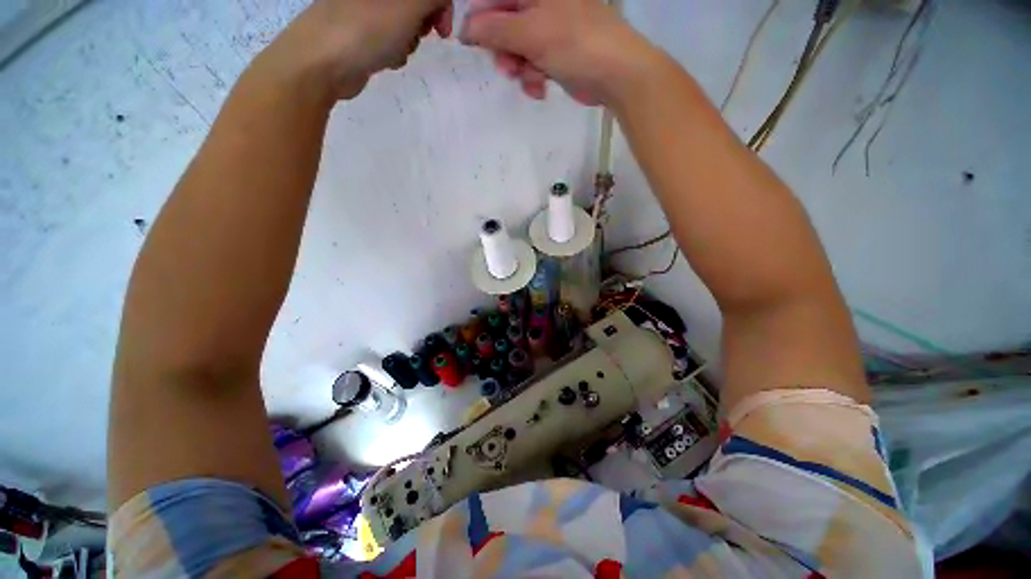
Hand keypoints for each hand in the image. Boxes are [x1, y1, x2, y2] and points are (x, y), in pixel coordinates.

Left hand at [260, 0, 453, 99]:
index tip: (442, 30)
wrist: (323, 62)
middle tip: (415, 36)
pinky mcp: (361, 30)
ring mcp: (365, 9)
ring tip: (395, 50)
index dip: (440, 6)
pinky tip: (385, 59)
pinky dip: (394, 50)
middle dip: (421, 24)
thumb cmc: (367, 28)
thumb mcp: (409, 6)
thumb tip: (444, 0)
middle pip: (415, 5)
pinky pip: (390, 38)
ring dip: (408, 41)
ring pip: (404, 23)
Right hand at [461, 0, 659, 104]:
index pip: (495, 0)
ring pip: (518, 50)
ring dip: (519, 69)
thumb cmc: (574, 44)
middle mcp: (542, 7)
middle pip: (505, 27)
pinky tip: (540, 88)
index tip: (469, 45)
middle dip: (503, 51)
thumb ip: (496, 30)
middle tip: (508, 68)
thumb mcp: (531, 33)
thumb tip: (467, 28)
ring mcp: (551, 32)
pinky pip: (534, 65)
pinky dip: (533, 79)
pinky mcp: (557, 56)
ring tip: (530, 81)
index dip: (480, 22)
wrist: (615, 73)